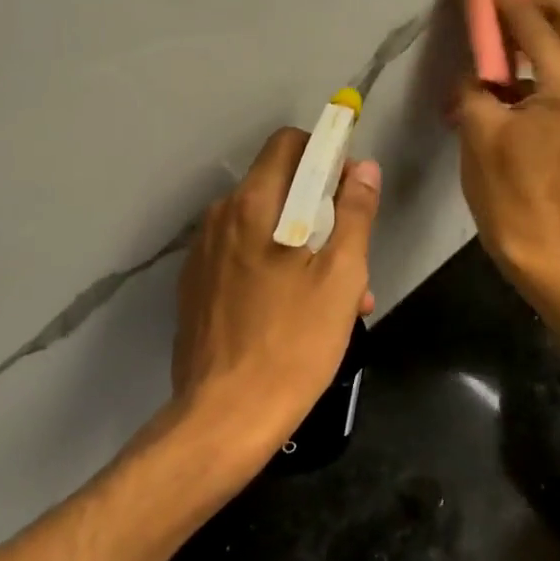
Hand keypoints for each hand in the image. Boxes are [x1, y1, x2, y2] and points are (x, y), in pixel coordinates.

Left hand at [171, 128, 380, 459]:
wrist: (224, 417)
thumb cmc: (293, 344)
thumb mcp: (341, 278)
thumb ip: (354, 213)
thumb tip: (363, 167)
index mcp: (254, 204)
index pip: (288, 143)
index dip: (325, 153)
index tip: (350, 187)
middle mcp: (221, 216)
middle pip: (278, 186)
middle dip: (320, 208)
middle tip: (351, 255)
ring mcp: (203, 252)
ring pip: (263, 225)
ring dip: (301, 243)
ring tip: (334, 296)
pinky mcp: (196, 285)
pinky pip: (242, 255)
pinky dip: (272, 265)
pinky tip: (295, 311)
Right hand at [450, 0, 559, 290]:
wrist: (539, 241)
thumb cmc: (503, 188)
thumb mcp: (477, 127)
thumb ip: (478, 79)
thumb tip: (482, 61)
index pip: (531, 19)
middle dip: (530, 0)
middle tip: (493, 6)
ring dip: (537, 25)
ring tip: (498, 36)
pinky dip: (542, 52)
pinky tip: (512, 69)